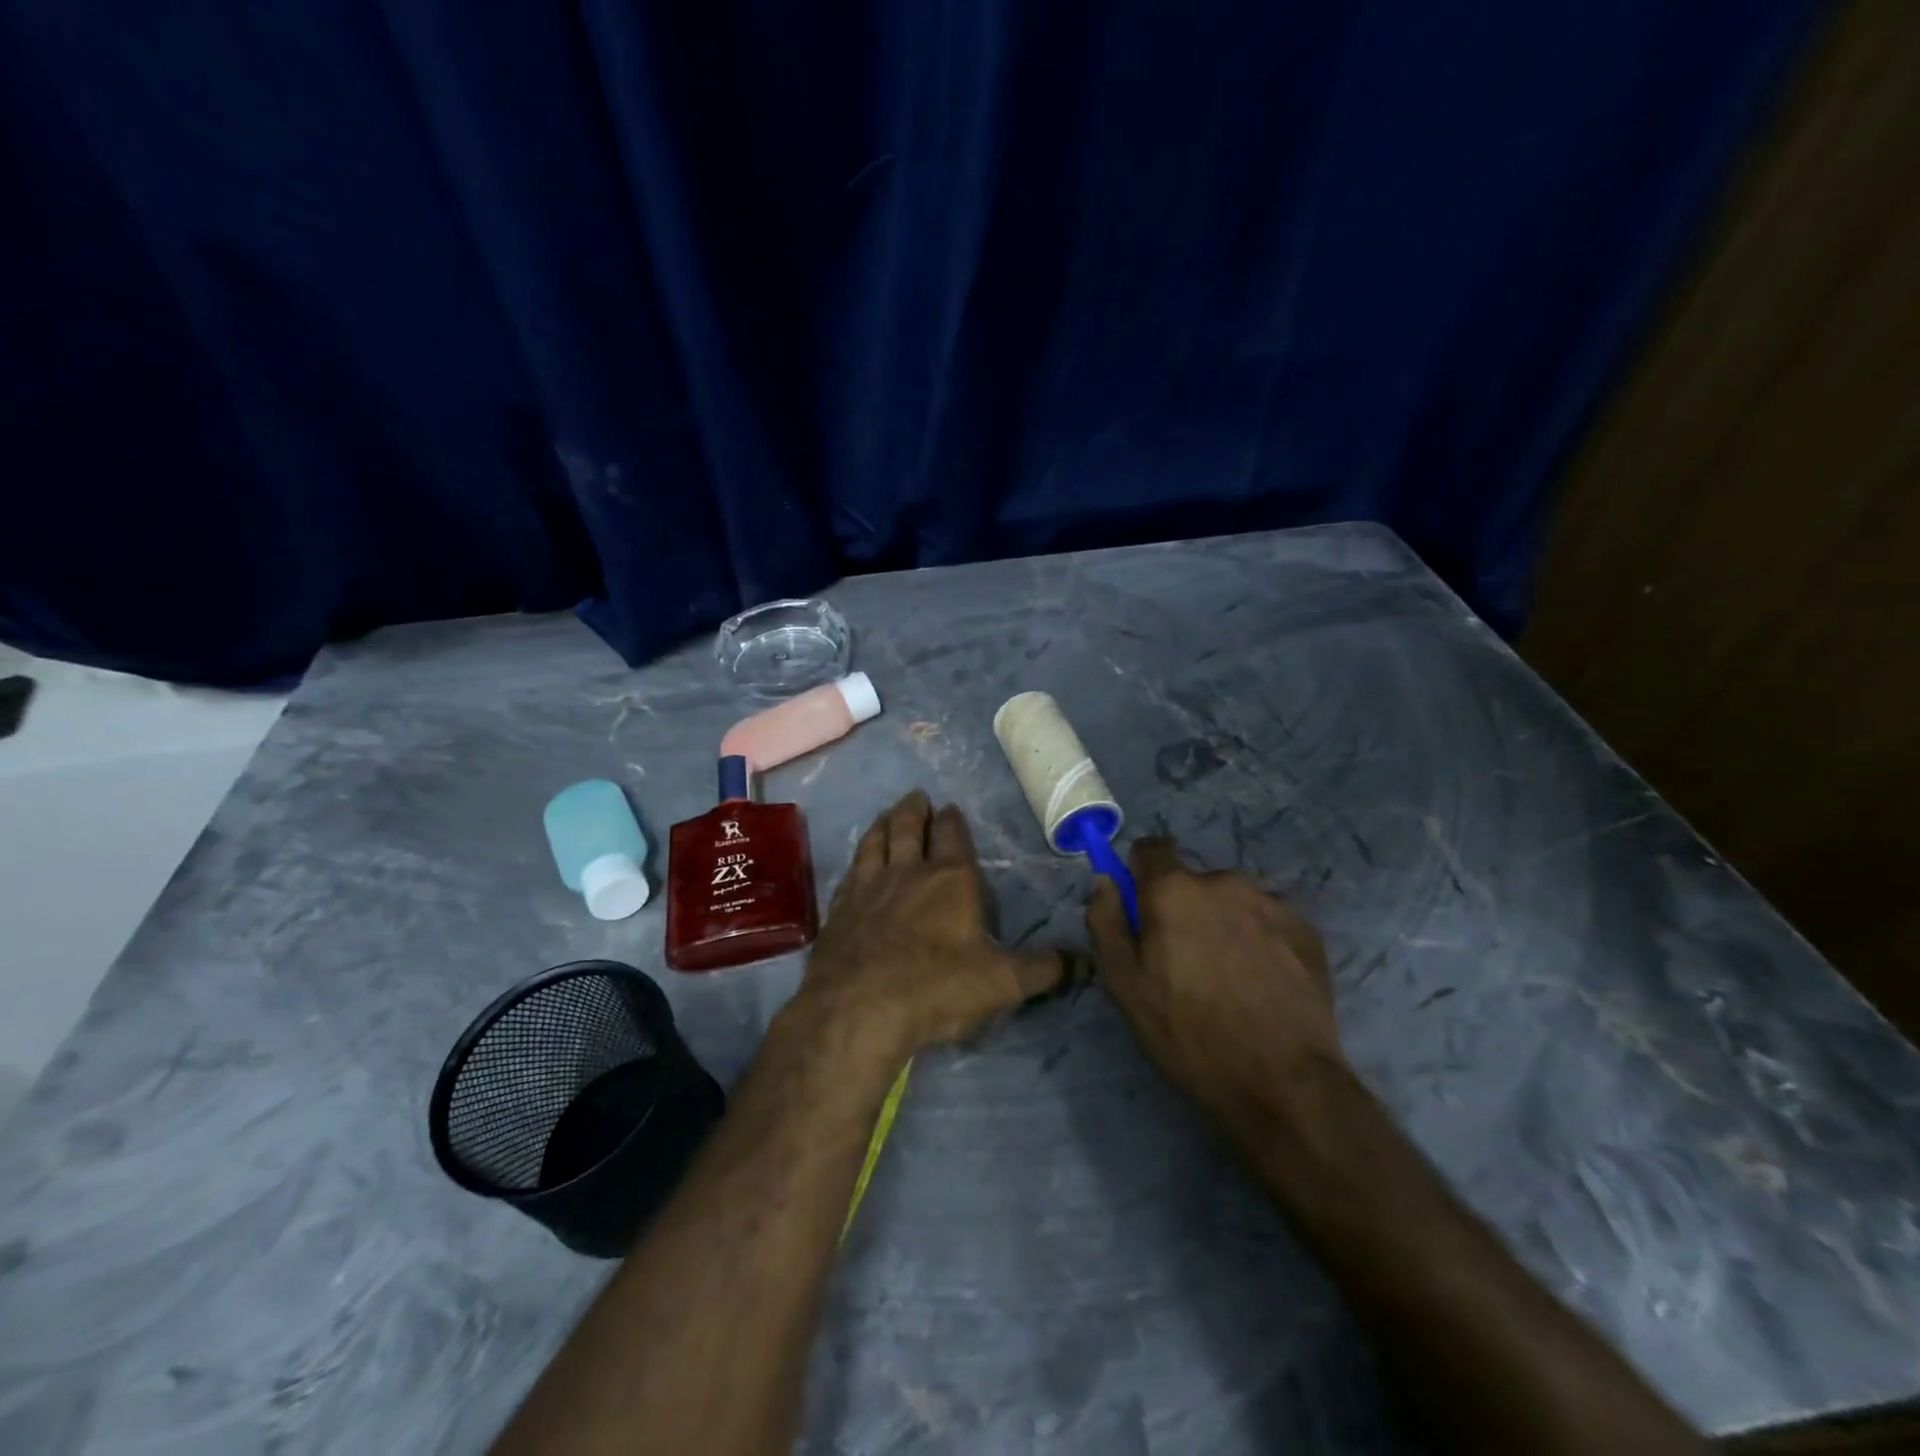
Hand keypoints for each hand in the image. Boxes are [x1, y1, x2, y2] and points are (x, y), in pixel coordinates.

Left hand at [799, 792, 1066, 1057]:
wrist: (858, 1008)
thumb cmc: (937, 988)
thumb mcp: (1003, 982)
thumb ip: (1044, 969)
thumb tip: (1087, 962)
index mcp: (951, 879)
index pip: (952, 836)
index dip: (952, 820)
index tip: (950, 808)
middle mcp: (908, 872)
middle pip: (909, 827)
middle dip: (915, 810)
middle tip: (917, 797)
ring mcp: (869, 887)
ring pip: (876, 841)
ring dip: (883, 824)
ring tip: (887, 814)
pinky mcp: (841, 908)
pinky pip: (851, 870)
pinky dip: (858, 858)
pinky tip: (857, 863)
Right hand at [1087, 838, 1344, 1130]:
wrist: (1283, 1080)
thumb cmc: (1189, 1033)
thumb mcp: (1126, 985)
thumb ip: (1107, 923)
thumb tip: (1105, 881)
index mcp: (1174, 890)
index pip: (1151, 848)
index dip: (1142, 873)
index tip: (1143, 907)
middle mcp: (1223, 881)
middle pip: (1193, 880)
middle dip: (1185, 907)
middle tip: (1187, 960)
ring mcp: (1271, 902)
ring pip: (1232, 900)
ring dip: (1223, 922)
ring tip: (1230, 976)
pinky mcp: (1306, 927)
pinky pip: (1268, 918)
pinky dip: (1259, 938)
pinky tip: (1262, 982)